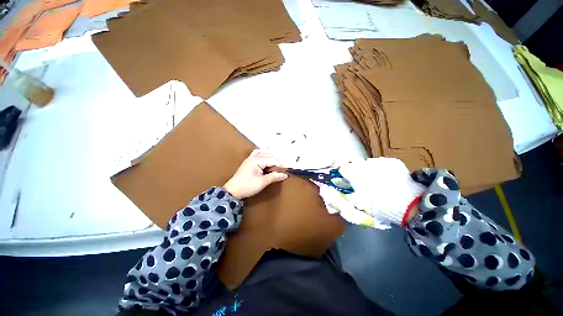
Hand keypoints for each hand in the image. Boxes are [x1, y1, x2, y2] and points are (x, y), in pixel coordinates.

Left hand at [224, 150, 287, 198]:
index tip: (284, 173)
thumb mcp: (262, 182)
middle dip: (276, 163)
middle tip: (280, 172)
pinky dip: (264, 156)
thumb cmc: (246, 186)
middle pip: (270, 156)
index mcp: (257, 160)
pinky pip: (258, 154)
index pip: (273, 160)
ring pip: (265, 153)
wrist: (233, 191)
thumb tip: (285, 175)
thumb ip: (274, 177)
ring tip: (274, 168)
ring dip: (271, 159)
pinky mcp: (249, 161)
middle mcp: (254, 156)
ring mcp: (250, 158)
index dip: (280, 166)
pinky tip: (266, 161)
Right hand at [337, 157, 425, 225]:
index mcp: (353, 173)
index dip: (343, 174)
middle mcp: (364, 164)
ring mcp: (379, 161)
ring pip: (369, 163)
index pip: (342, 168)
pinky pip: (383, 164)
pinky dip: (382, 169)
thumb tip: (346, 192)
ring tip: (377, 181)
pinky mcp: (393, 162)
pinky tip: (389, 178)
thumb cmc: (379, 206)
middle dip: (356, 171)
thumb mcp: (360, 204)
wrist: (409, 205)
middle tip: (362, 182)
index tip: (346, 179)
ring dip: (369, 170)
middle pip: (355, 164)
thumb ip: (350, 195)